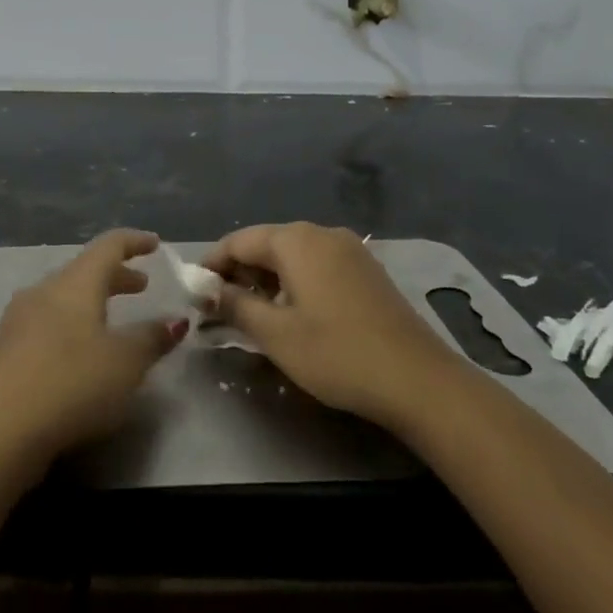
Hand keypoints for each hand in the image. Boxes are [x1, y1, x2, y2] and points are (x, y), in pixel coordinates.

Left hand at [0, 229, 185, 466]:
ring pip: (55, 302)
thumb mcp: (126, 363)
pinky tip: (57, 355)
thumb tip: (175, 320)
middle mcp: (40, 293)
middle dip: (114, 278)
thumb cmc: (71, 384)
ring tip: (102, 324)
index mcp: (75, 284)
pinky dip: (56, 334)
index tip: (154, 244)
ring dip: (83, 307)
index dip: (134, 242)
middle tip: (140, 287)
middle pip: (81, 273)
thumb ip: (152, 338)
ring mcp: (11, 323)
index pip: (108, 247)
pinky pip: (32, 332)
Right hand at [202, 222, 459, 431]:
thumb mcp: (276, 334)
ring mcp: (349, 249)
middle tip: (220, 309)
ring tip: (252, 315)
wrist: (417, 379)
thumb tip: (209, 291)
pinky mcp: (366, 270)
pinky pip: (317, 265)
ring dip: (267, 279)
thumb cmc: (337, 353)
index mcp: (296, 240)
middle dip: (240, 273)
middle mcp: (322, 233)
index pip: (239, 241)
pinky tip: (293, 313)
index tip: (195, 293)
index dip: (212, 264)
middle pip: (266, 244)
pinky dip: (295, 282)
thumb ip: (236, 305)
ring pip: (293, 256)